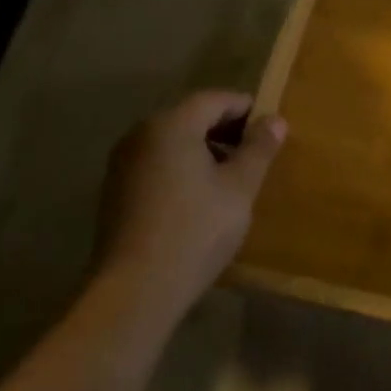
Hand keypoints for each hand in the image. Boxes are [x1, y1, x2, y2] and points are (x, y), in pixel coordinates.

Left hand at [95, 91, 286, 320]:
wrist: (135, 290)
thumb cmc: (196, 230)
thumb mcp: (239, 188)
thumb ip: (258, 149)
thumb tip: (274, 120)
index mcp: (171, 124)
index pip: (215, 99)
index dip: (247, 109)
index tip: (270, 131)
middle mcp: (141, 134)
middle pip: (191, 117)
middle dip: (226, 130)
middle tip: (255, 155)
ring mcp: (123, 163)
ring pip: (173, 142)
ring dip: (204, 150)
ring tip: (231, 180)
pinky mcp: (115, 191)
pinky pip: (157, 164)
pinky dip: (182, 169)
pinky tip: (199, 199)